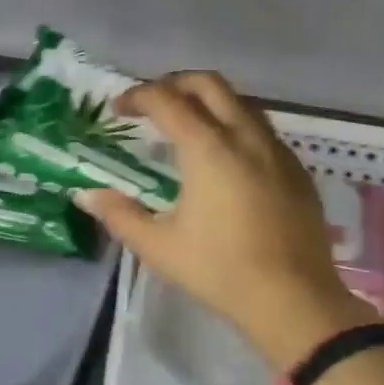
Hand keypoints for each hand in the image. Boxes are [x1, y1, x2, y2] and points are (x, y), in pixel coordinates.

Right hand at [77, 72, 370, 370]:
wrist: (295, 301)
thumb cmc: (220, 271)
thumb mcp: (159, 246)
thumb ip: (119, 214)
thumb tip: (86, 194)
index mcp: (208, 149)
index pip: (167, 100)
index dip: (137, 96)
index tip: (118, 109)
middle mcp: (245, 136)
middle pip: (209, 84)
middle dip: (175, 83)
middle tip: (152, 104)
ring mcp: (277, 151)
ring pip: (241, 102)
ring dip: (209, 101)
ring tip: (188, 124)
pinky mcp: (297, 170)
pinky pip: (262, 129)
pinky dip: (236, 125)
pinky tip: (227, 158)